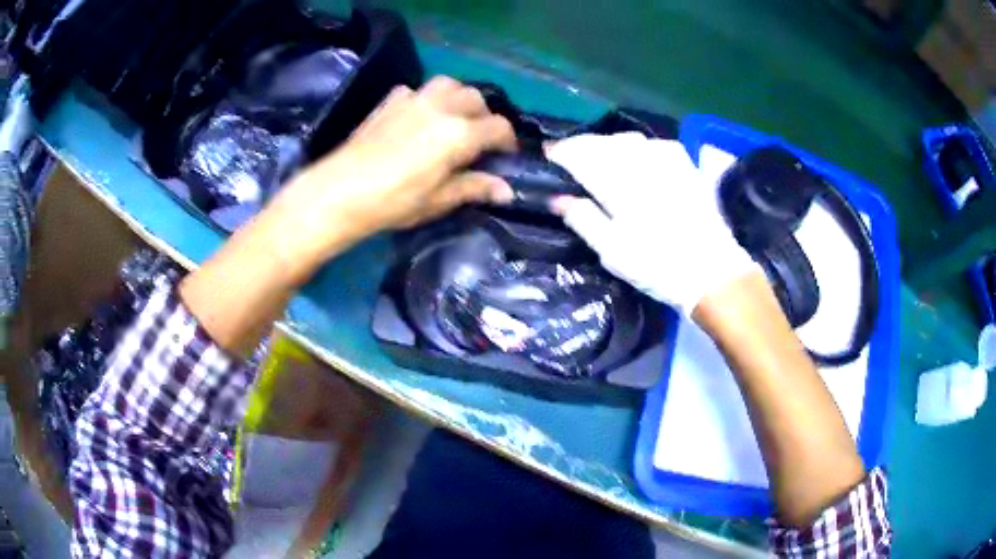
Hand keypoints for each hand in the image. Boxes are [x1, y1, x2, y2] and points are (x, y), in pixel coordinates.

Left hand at [181, 77, 515, 351]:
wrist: (338, 192)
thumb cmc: (391, 203)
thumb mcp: (437, 200)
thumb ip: (473, 187)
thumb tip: (505, 190)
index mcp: (458, 133)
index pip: (499, 127)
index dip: (508, 141)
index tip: (505, 156)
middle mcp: (441, 107)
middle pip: (477, 99)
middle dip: (485, 117)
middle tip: (478, 141)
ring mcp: (413, 99)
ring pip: (449, 85)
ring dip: (458, 99)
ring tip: (452, 122)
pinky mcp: (390, 101)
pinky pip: (417, 90)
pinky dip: (427, 99)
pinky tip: (418, 119)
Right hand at [546, 132, 757, 314]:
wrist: (713, 270)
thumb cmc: (658, 266)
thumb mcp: (613, 251)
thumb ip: (583, 219)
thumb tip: (557, 198)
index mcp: (617, 182)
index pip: (578, 154)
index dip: (560, 152)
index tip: (547, 155)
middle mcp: (639, 161)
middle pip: (601, 141)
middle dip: (581, 145)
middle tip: (568, 156)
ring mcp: (666, 159)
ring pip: (627, 139)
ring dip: (607, 144)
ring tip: (598, 156)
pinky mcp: (685, 164)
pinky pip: (653, 143)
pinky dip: (636, 147)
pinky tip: (636, 159)